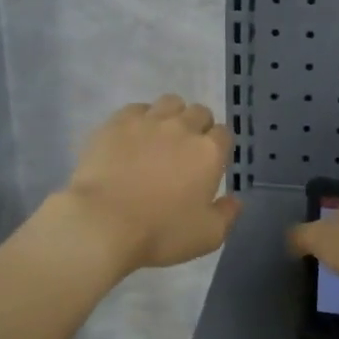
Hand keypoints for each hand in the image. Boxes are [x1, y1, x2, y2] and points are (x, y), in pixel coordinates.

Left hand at [60, 96, 240, 271]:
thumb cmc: (160, 232)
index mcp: (208, 153)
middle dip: (198, 127)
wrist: (103, 222)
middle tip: (185, 152)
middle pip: (200, 112)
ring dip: (172, 115)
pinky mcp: (118, 122)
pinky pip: (137, 108)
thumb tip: (235, 200)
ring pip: (170, 102)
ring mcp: (148, 121)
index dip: (219, 147)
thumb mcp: (207, 236)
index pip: (224, 134)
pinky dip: (140, 118)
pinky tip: (132, 137)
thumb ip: (227, 215)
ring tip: (160, 138)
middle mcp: (183, 128)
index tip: (209, 164)